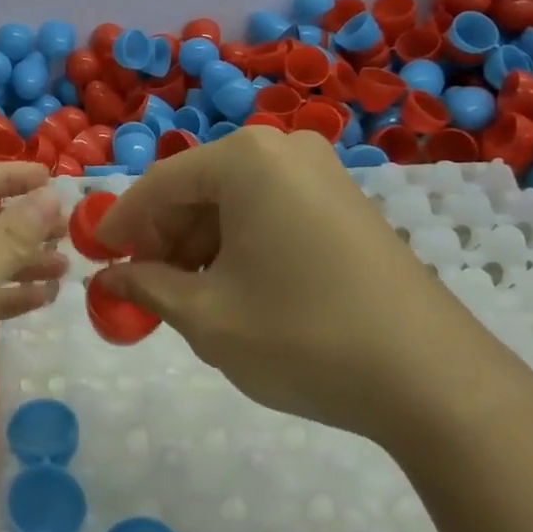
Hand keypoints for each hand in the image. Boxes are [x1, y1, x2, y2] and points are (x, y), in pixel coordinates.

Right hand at [95, 128, 487, 443]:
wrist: (436, 382)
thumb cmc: (303, 336)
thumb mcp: (207, 317)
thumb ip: (146, 288)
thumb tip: (107, 280)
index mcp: (246, 159)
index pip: (160, 184)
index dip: (122, 224)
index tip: (96, 258)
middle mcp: (283, 149)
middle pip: (197, 187)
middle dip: (163, 237)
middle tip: (141, 285)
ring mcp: (321, 174)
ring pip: (233, 201)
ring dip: (199, 244)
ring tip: (186, 297)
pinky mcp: (345, 204)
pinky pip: (270, 210)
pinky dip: (239, 244)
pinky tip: (234, 288)